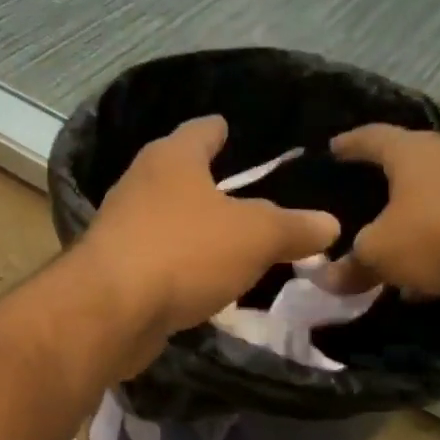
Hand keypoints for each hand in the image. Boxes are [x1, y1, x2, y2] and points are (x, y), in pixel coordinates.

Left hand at [81, 116, 339, 363]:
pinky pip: (158, 258)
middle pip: (180, 174)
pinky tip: (202, 280)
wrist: (111, 310)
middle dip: (208, 183)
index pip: (201, 130)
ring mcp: (121, 227)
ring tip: (230, 239)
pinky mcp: (114, 268)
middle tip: (247, 194)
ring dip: (194, 229)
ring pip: (168, 219)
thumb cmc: (185, 251)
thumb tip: (328, 224)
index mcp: (171, 158)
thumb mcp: (256, 236)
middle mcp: (140, 184)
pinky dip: (180, 265)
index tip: (233, 131)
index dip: (221, 130)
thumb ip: (293, 227)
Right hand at [324, 125, 439, 303]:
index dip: (350, 143)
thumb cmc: (438, 236)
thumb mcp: (379, 254)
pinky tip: (430, 273)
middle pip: (412, 162)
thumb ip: (351, 265)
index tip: (333, 147)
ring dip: (418, 216)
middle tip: (364, 193)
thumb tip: (327, 279)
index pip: (373, 137)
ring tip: (396, 240)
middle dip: (388, 179)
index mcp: (413, 153)